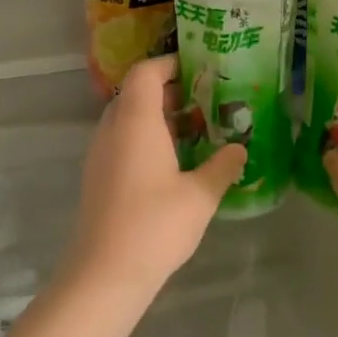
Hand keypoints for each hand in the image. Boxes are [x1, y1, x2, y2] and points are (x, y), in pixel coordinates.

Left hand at [60, 55, 246, 297]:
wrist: (105, 273)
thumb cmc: (155, 225)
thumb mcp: (201, 195)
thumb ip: (223, 166)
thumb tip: (240, 149)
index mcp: (136, 122)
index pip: (146, 73)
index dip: (170, 64)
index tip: (199, 69)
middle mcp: (112, 130)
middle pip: (135, 93)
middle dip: (169, 92)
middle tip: (206, 101)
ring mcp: (100, 154)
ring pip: (127, 119)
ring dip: (158, 117)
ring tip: (195, 131)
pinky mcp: (98, 177)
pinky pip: (122, 141)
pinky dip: (146, 139)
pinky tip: (174, 163)